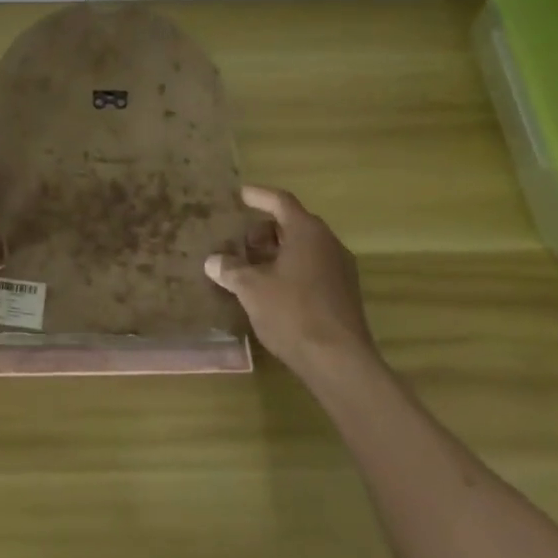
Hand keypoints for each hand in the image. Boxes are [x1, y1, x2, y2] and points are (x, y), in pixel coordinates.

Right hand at [206, 185, 374, 378]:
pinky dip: (290, 269)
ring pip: (304, 248)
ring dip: (277, 252)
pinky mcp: (344, 294)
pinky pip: (313, 268)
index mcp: (307, 232)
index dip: (258, 196)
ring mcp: (340, 269)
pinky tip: (272, 290)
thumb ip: (231, 269)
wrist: (340, 363)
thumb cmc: (293, 313)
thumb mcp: (251, 288)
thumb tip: (213, 261)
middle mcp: (328, 243)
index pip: (280, 201)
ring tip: (251, 267)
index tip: (240, 194)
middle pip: (293, 224)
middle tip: (240, 243)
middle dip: (264, 230)